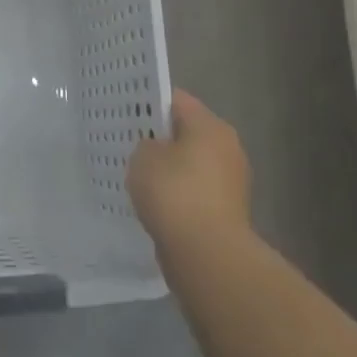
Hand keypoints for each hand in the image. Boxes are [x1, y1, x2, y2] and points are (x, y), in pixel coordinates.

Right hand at [128, 90, 251, 253]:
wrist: (207, 256)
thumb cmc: (175, 194)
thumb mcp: (144, 157)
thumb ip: (145, 145)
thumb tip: (155, 151)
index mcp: (210, 125)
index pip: (176, 100)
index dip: (149, 103)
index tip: (126, 111)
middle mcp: (227, 148)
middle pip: (186, 132)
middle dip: (160, 138)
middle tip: (129, 143)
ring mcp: (230, 182)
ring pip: (191, 165)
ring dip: (169, 170)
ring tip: (138, 176)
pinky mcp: (226, 212)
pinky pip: (194, 193)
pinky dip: (178, 196)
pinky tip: (155, 204)